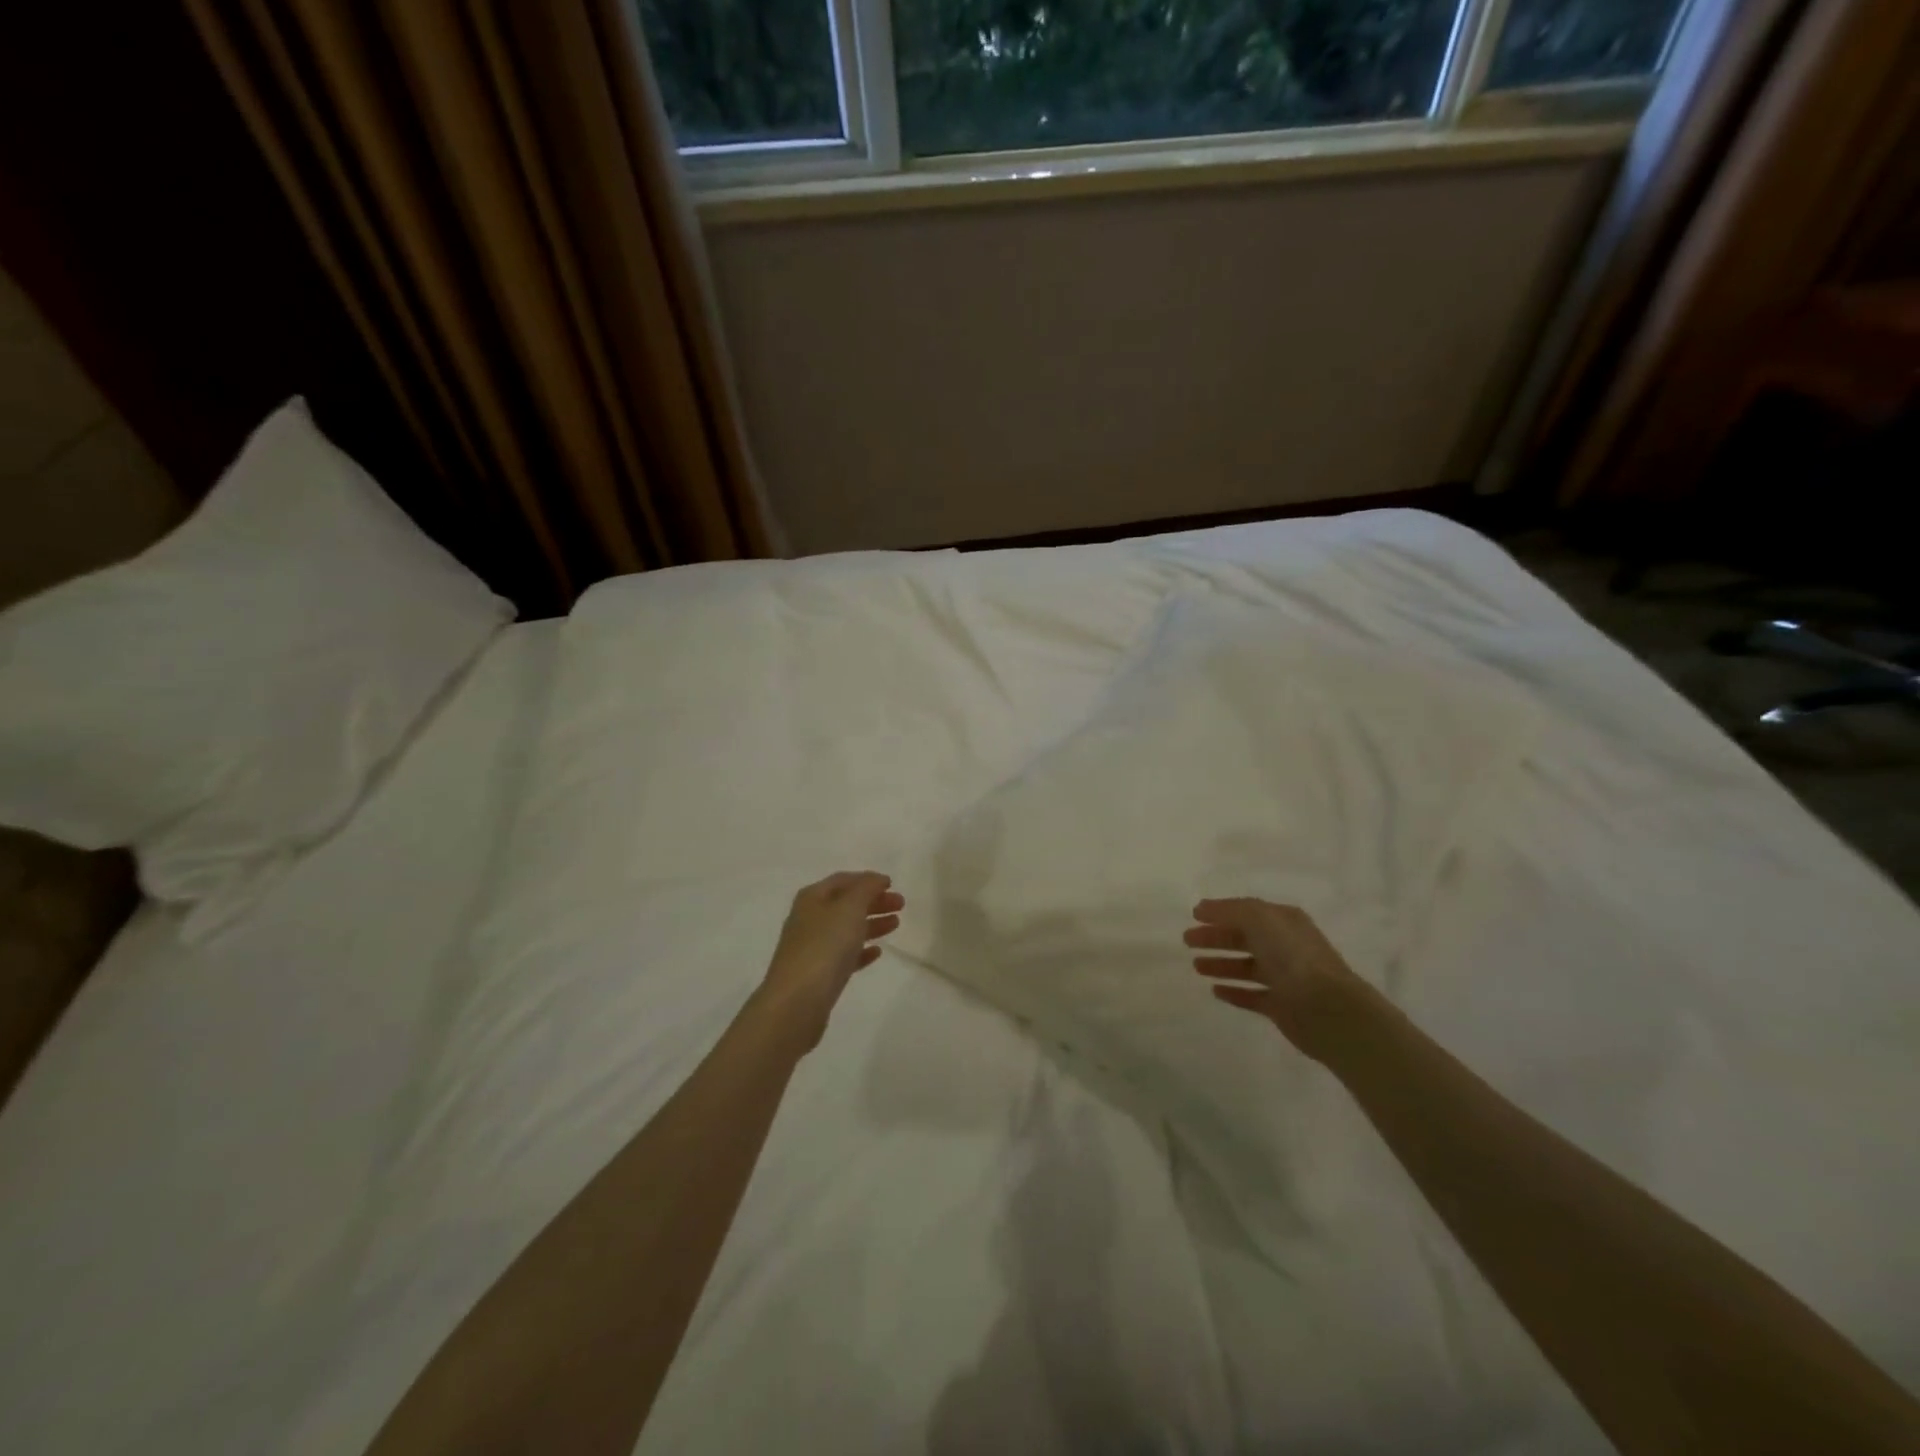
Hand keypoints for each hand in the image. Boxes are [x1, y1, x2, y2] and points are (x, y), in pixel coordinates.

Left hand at [756, 871, 904, 1051]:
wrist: (797, 1002)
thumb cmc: (824, 946)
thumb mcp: (849, 908)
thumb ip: (866, 889)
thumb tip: (876, 879)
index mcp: (812, 898)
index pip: (843, 880)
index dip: (868, 879)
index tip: (892, 884)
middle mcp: (809, 919)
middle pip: (846, 904)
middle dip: (873, 901)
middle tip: (901, 905)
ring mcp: (812, 948)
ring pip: (846, 930)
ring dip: (871, 924)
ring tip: (895, 924)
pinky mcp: (819, 975)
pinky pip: (844, 956)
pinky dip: (861, 951)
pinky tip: (877, 953)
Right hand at [1184, 898, 1385, 1061]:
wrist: (1327, 1008)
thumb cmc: (1292, 956)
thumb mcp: (1260, 919)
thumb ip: (1231, 910)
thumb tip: (1203, 908)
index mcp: (1284, 922)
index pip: (1247, 912)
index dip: (1220, 912)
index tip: (1193, 915)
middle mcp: (1285, 946)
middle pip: (1244, 938)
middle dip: (1216, 937)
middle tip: (1187, 941)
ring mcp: (1285, 977)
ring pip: (1246, 967)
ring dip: (1221, 964)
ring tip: (1196, 966)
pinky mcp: (1282, 1006)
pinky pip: (1252, 996)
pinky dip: (1234, 992)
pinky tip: (1215, 991)